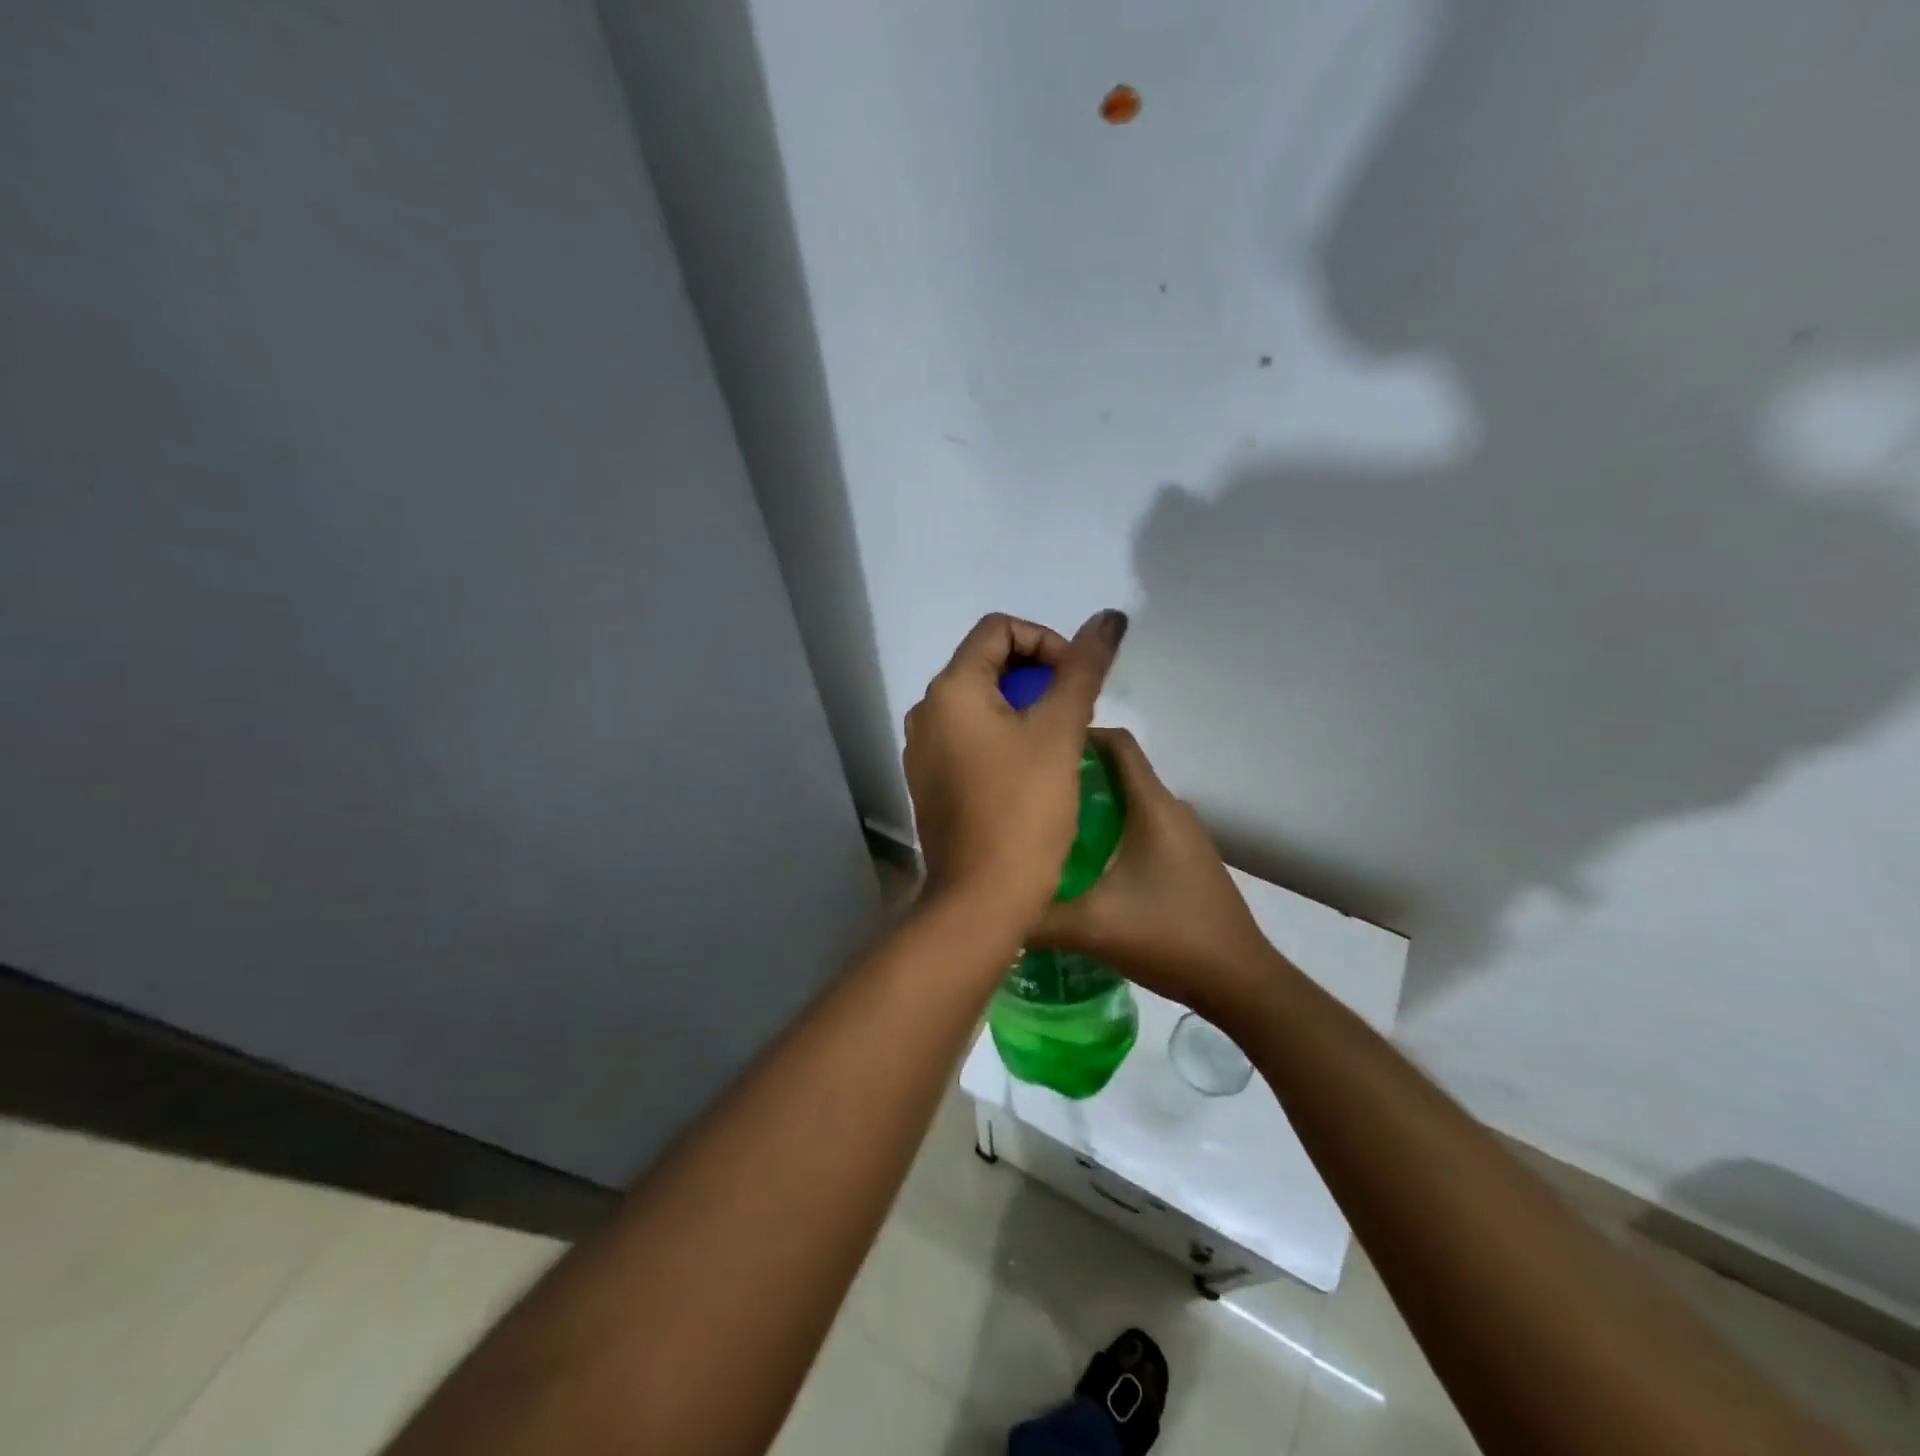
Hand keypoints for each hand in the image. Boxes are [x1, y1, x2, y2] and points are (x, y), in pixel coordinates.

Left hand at [904, 610, 1127, 928]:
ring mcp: (923, 750)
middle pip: (986, 664)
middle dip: (1037, 677)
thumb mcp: (1060, 732)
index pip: (998, 629)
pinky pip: (968, 739)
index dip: (1046, 641)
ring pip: (979, 705)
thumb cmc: (1023, 809)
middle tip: (1073, 713)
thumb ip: (1083, 669)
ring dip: (1023, 709)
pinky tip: (1030, 772)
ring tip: (1058, 743)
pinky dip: (1002, 738)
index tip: (1076, 679)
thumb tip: (1109, 617)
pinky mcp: (930, 782)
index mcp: (950, 689)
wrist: (981, 899)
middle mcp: (926, 712)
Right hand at [1032, 729, 1276, 1018]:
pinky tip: (1085, 865)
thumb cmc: (1168, 936)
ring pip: (1131, 802)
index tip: (1037, 750)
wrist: (1239, 981)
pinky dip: (1112, 831)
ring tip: (1048, 827)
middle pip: (1119, 771)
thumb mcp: (1091, 927)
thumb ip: (1035, 917)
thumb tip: (987, 908)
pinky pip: (1143, 827)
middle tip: (1029, 794)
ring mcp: (1185, 836)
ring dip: (1093, 806)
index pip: (1118, 743)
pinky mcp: (1188, 860)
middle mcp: (1172, 810)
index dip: (1079, 737)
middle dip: (1075, 775)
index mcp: (1152, 807)